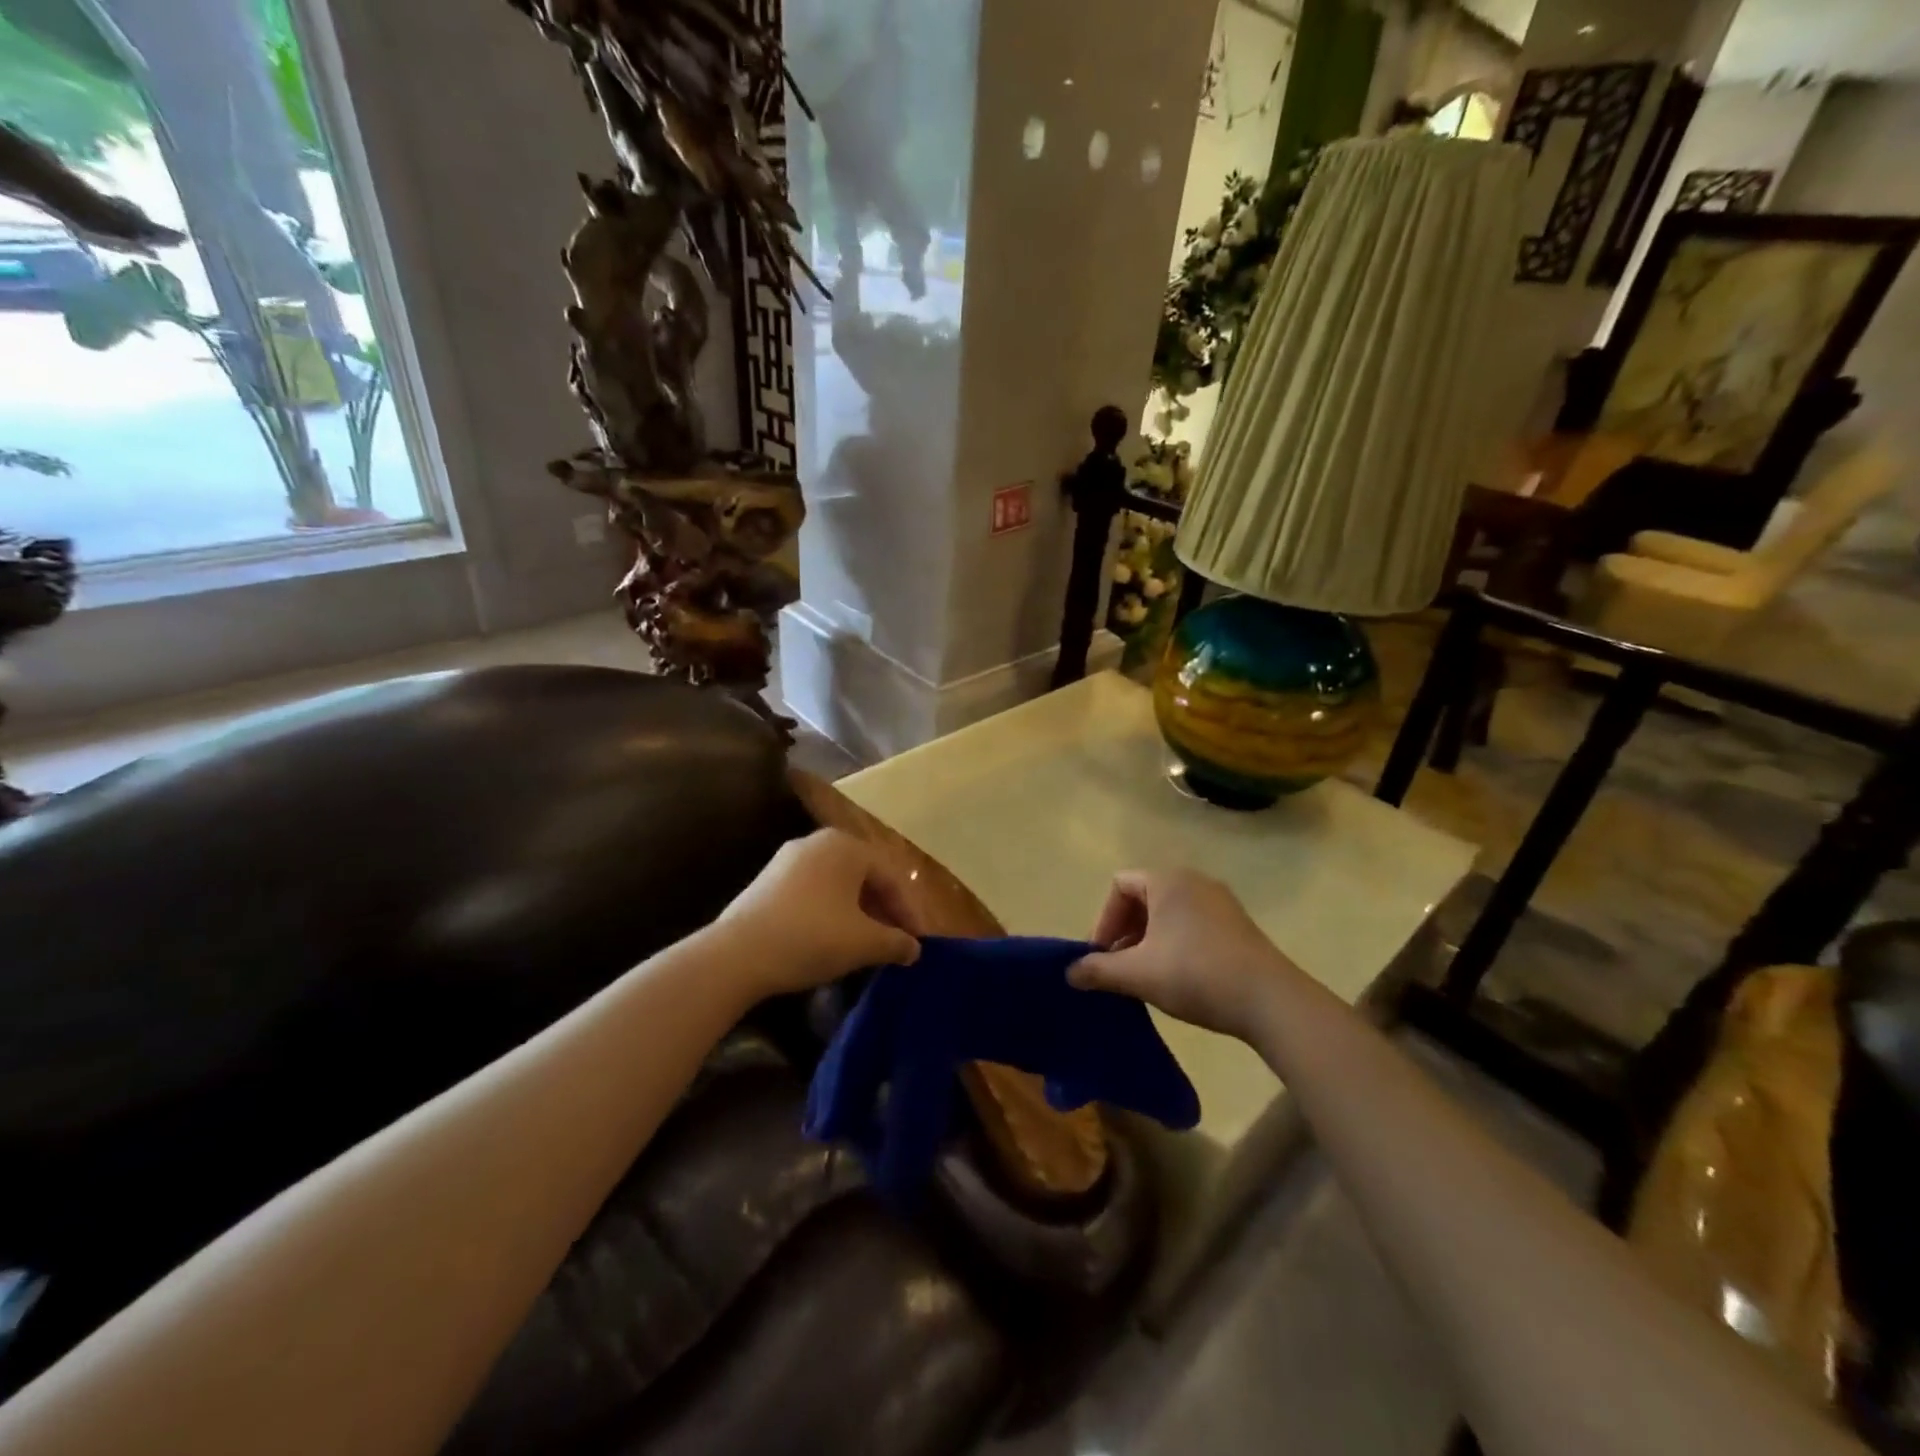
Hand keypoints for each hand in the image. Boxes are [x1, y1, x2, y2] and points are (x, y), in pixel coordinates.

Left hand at [717, 829, 923, 996]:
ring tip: (866, 944)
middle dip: (883, 911)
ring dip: (858, 913)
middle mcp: (818, 842)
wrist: (737, 955)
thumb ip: (896, 942)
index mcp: (846, 846)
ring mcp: (788, 859)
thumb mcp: (864, 943)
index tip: (917, 943)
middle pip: (864, 877)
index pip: (891, 877)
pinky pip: (813, 892)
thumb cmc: (812, 937)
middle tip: (895, 942)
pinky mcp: (767, 881)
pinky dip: (830, 912)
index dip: (909, 912)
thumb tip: (914, 948)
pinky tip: (832, 940)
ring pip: (837, 885)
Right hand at [1069, 869, 1296, 1038]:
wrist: (1270, 1001)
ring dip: (1148, 940)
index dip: (1103, 920)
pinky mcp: (1237, 925)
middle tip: (1118, 967)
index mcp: (1167, 880)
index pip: (1119, 886)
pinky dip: (1174, 943)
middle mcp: (1194, 880)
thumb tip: (1069, 973)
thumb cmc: (1195, 974)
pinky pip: (1192, 923)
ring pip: (1168, 913)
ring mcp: (1220, 902)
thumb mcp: (1138, 974)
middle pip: (1143, 897)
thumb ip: (1098, 970)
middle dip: (1124, 932)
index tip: (1101, 956)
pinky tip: (1177, 977)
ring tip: (1145, 976)